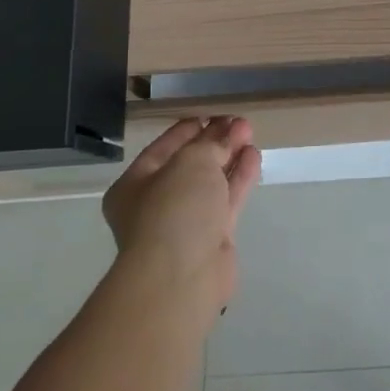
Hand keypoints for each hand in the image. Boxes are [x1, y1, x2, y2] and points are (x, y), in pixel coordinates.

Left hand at [103, 117, 260, 307]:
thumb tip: (229, 131)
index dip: (189, 129)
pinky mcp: (212, 237)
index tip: (214, 114)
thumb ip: (212, 144)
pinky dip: (239, 178)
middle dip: (215, 142)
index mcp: (136, 184)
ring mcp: (186, 222)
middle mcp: (157, 202)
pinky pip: (226, 200)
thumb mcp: (191, 163)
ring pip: (211, 182)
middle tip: (240, 123)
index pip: (164, 147)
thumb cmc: (173, 210)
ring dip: (230, 158)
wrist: (181, 276)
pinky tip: (254, 157)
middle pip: (190, 164)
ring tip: (250, 135)